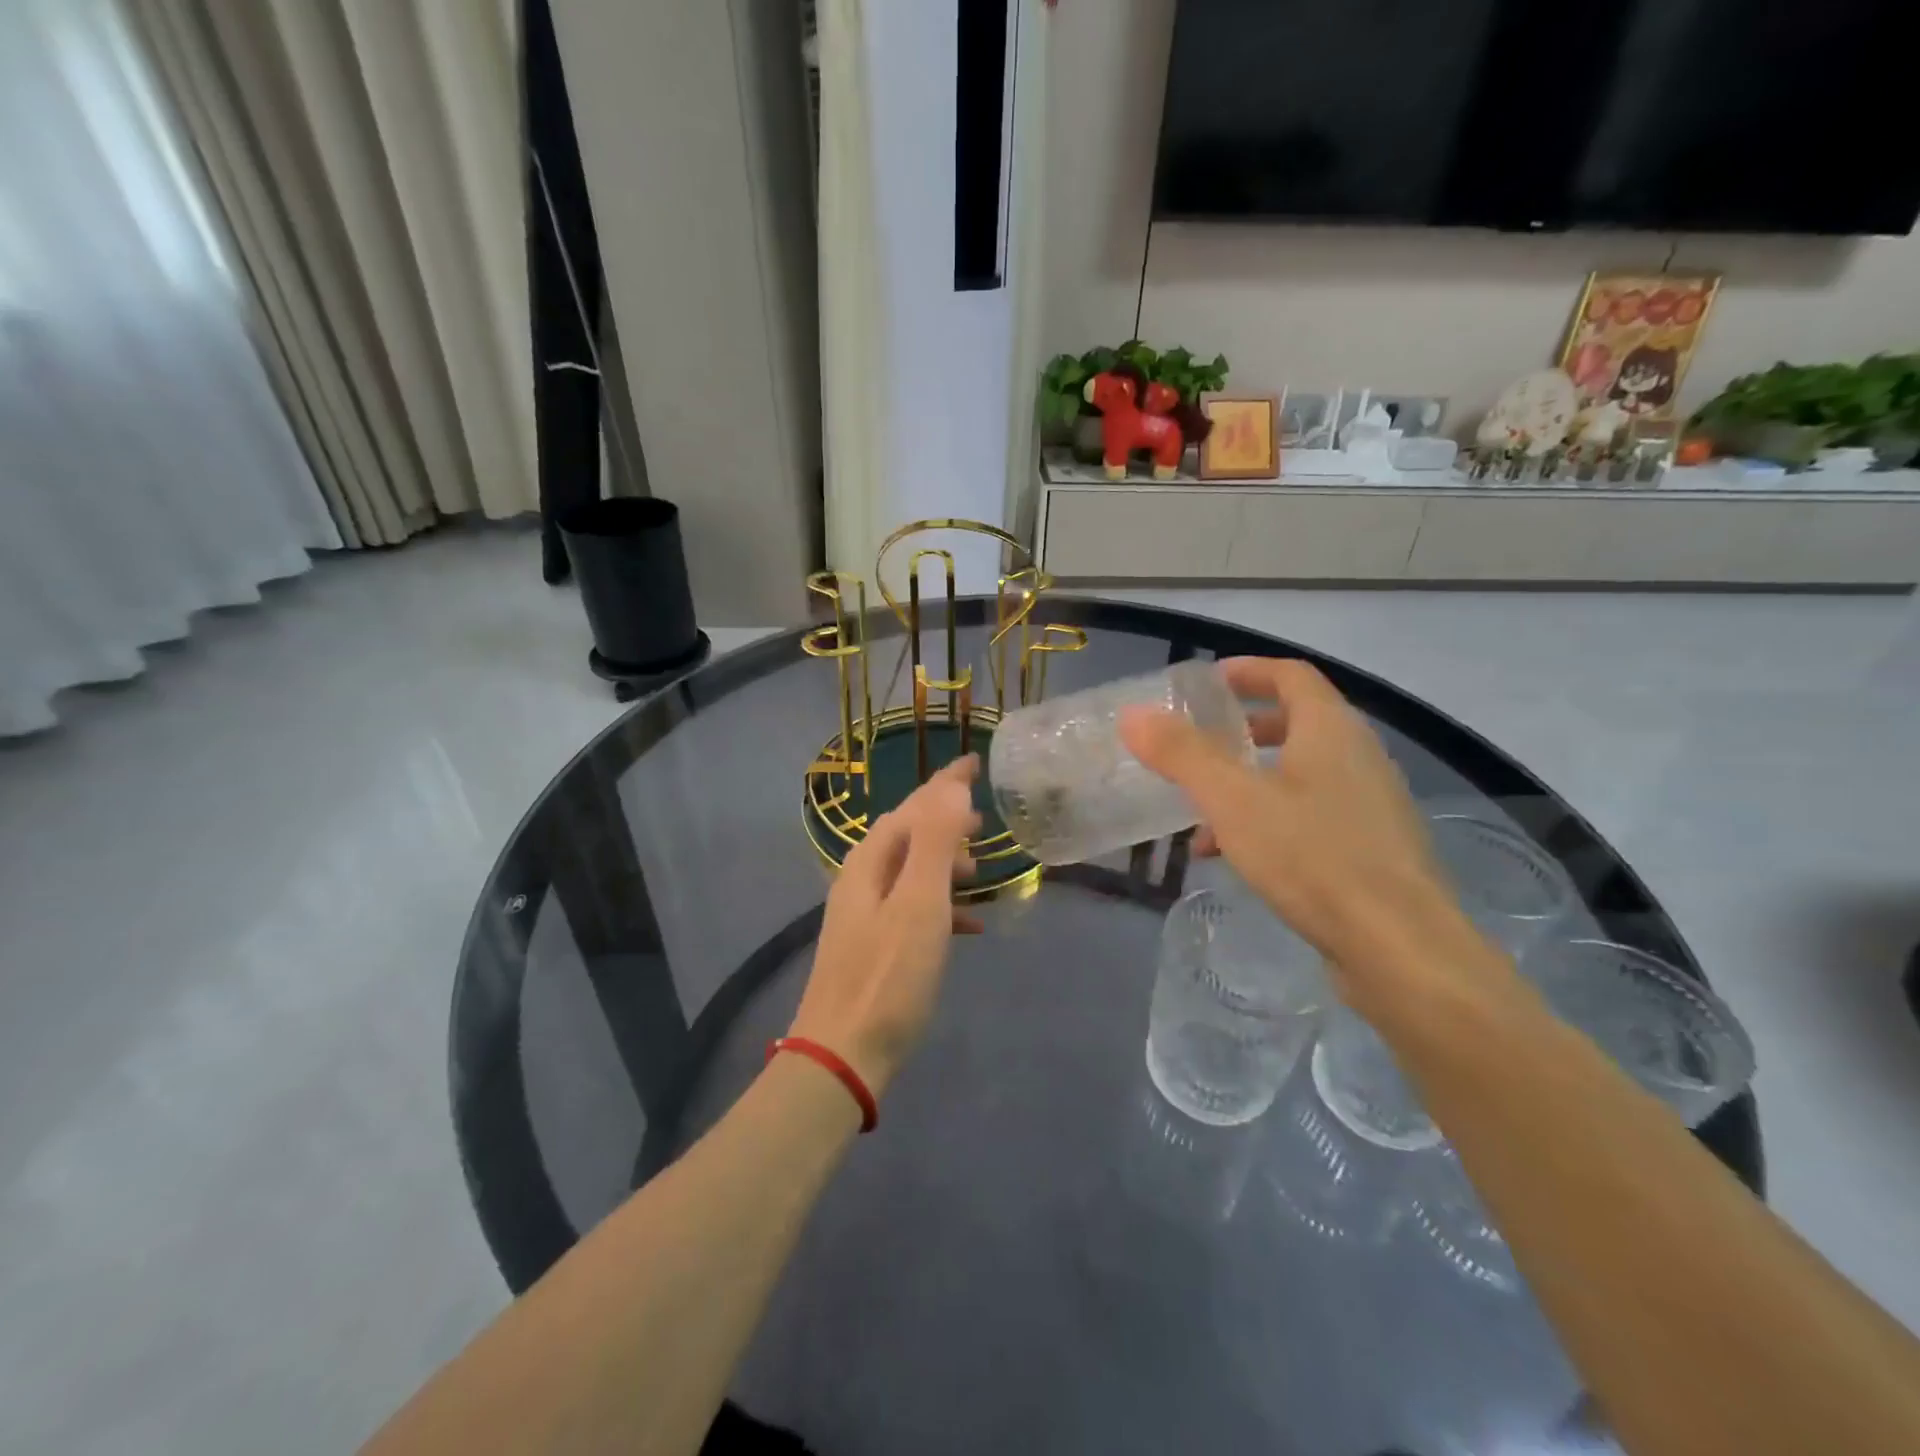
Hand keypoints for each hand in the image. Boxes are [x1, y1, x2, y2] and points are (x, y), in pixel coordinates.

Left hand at [788, 755, 981, 1096]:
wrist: (843, 1054)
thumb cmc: (888, 975)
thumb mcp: (920, 903)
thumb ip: (935, 841)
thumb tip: (951, 786)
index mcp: (870, 862)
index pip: (913, 806)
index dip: (945, 783)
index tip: (975, 763)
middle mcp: (861, 880)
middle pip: (908, 834)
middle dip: (945, 821)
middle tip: (983, 820)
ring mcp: (864, 914)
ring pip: (910, 870)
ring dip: (945, 861)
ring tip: (980, 868)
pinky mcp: (873, 946)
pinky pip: (912, 907)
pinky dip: (941, 903)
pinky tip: (969, 923)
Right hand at [1120, 658, 1505, 1014]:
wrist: (1400, 948)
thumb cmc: (1313, 857)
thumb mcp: (1233, 800)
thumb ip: (1182, 754)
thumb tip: (1134, 714)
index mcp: (1331, 730)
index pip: (1290, 675)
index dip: (1246, 672)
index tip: (1205, 684)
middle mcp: (1358, 757)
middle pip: (1296, 723)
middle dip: (1242, 730)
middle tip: (1200, 743)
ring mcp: (1370, 805)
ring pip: (1299, 774)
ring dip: (1249, 781)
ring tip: (1201, 811)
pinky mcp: (1371, 849)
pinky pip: (1310, 815)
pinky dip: (1269, 819)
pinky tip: (1233, 857)